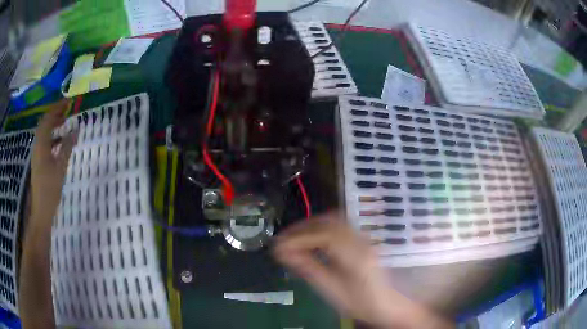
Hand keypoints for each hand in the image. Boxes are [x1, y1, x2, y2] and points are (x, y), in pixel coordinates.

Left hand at [31, 100, 75, 217]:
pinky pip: (45, 142)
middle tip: (67, 109)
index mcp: (41, 144)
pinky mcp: (38, 161)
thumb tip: (76, 129)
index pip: (48, 118)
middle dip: (55, 113)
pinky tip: (60, 140)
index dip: (57, 107)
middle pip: (44, 123)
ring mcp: (37, 153)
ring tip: (65, 121)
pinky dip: (52, 136)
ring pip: (44, 132)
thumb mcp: (61, 168)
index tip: (68, 101)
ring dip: (53, 124)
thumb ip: (67, 147)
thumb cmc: (50, 189)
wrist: (41, 210)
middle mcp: (37, 145)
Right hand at [273, 213, 452, 328]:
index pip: (324, 235)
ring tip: (294, 238)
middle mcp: (361, 241)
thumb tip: (284, 252)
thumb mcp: (332, 290)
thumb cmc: (360, 302)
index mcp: (355, 256)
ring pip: (335, 221)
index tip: (279, 246)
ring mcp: (363, 239)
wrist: (387, 305)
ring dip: (312, 225)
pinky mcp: (363, 241)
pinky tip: (313, 240)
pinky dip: (322, 228)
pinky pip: (340, 226)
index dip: (299, 238)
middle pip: (330, 221)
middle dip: (303, 227)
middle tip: (283, 239)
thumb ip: (309, 269)